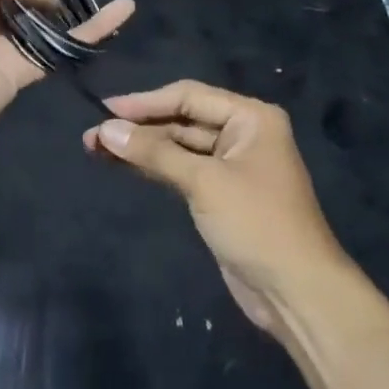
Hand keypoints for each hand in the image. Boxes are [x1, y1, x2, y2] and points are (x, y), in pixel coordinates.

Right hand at [83, 81, 348, 333]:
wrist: (296, 291)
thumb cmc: (256, 223)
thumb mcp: (204, 182)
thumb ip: (154, 152)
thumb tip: (105, 130)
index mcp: (250, 117)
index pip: (189, 96)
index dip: (145, 102)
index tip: (105, 108)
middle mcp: (243, 134)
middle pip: (182, 120)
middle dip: (138, 128)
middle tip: (92, 135)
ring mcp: (231, 166)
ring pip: (178, 147)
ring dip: (141, 148)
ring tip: (95, 148)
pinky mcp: (220, 194)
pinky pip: (181, 170)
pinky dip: (153, 167)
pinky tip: (121, 165)